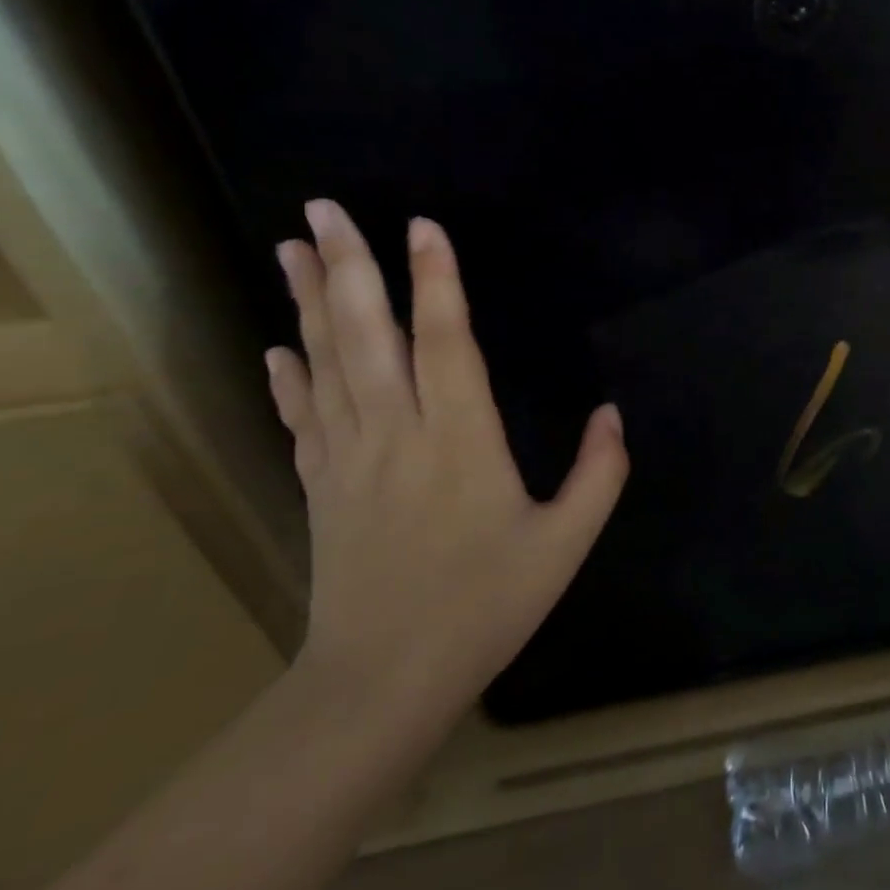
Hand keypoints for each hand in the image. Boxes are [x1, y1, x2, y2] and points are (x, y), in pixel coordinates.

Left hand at [266, 200, 627, 726]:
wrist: (383, 680)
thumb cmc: (485, 605)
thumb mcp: (565, 542)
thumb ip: (599, 472)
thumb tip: (612, 412)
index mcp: (461, 440)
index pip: (445, 342)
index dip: (436, 281)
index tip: (423, 226)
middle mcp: (397, 433)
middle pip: (366, 336)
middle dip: (347, 267)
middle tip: (324, 208)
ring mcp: (348, 457)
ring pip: (324, 363)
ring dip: (306, 302)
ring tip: (290, 247)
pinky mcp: (322, 486)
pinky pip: (301, 416)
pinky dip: (288, 376)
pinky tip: (277, 346)